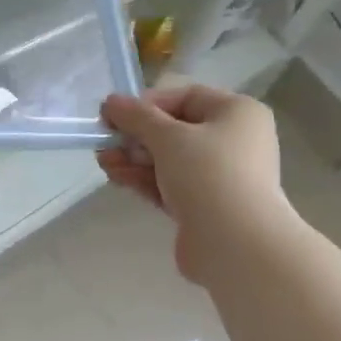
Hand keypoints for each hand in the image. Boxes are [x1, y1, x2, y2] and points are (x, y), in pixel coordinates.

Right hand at [97, 86, 292, 282]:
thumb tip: (111, 101)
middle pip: (175, 130)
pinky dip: (144, 180)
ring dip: (134, 159)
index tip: (113, 115)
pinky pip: (169, 185)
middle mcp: (233, 141)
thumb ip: (137, 117)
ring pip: (169, 161)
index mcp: (236, 113)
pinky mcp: (204, 206)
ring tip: (103, 162)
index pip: (185, 98)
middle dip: (136, 136)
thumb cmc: (208, 175)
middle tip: (104, 143)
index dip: (147, 104)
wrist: (234, 243)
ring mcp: (219, 177)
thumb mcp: (168, 137)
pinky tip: (117, 177)